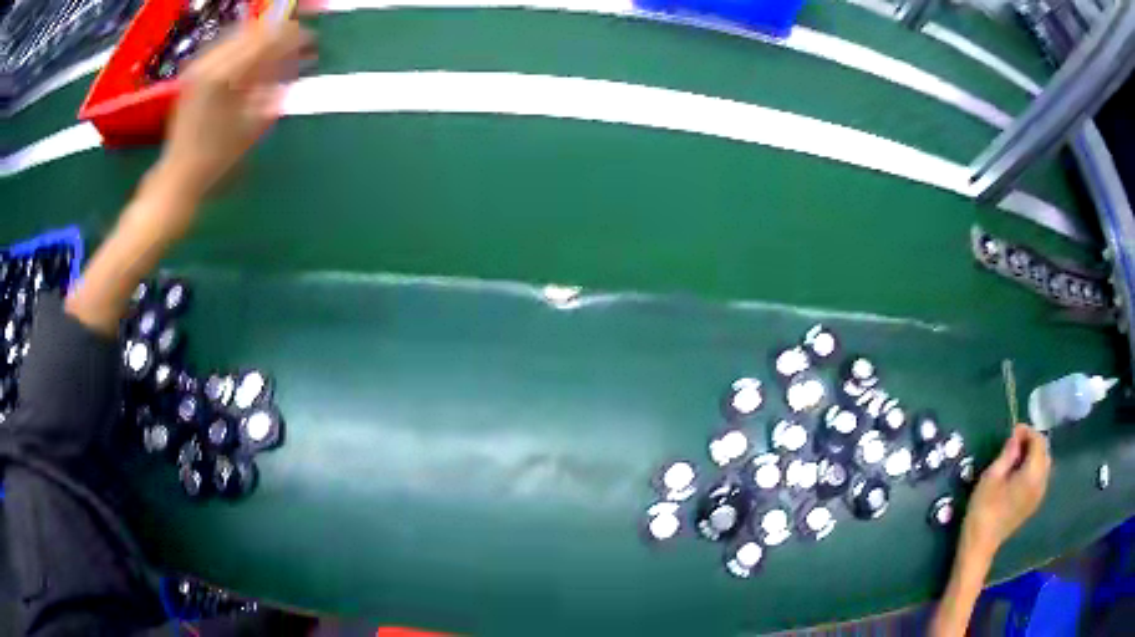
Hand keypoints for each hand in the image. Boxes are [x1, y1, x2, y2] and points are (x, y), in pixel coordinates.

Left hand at [153, 19, 314, 222]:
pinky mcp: (193, 71)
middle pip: (254, 32)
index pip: (268, 40)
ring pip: (239, 35)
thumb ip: (276, 86)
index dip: (293, 37)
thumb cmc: (217, 158)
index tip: (312, 41)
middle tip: (297, 43)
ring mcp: (199, 65)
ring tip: (277, 49)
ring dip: (261, 39)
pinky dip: (243, 46)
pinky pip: (224, 45)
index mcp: (226, 76)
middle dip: (278, 35)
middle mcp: (211, 63)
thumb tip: (298, 59)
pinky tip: (252, 57)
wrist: (178, 175)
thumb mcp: (254, 123)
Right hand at [961, 424, 1051, 557]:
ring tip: (1017, 456)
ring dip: (1034, 455)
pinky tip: (1020, 472)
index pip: (1038, 441)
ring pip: (1044, 464)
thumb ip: (1007, 454)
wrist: (980, 545)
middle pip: (1044, 452)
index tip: (1013, 431)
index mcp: (1032, 474)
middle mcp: (1041, 482)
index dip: (1027, 432)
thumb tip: (1016, 437)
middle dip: (1033, 442)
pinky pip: (1041, 477)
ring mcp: (1039, 495)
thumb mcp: (991, 477)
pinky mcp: (1033, 503)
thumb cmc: (983, 509)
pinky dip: (1034, 468)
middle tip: (1015, 442)